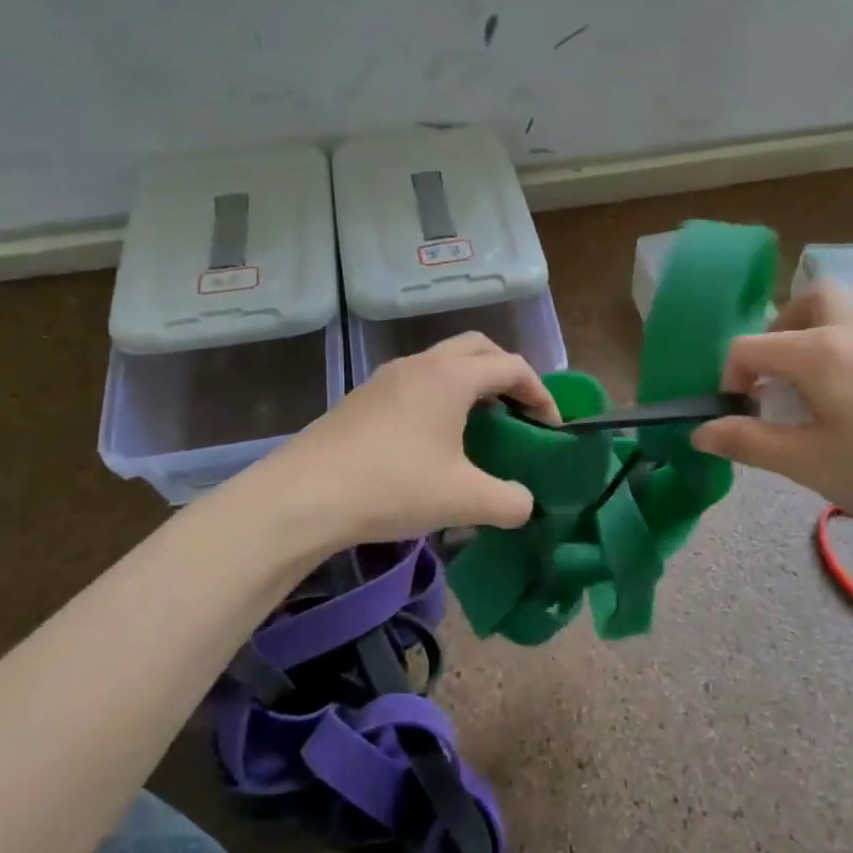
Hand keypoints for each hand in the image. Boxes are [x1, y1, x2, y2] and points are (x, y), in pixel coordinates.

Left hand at [263, 332, 558, 547]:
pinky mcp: (363, 398)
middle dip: (506, 373)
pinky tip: (434, 440)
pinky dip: (440, 396)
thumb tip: (526, 504)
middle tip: (518, 410)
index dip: (541, 394)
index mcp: (452, 376)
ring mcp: (386, 378)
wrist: (301, 498)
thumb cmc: (392, 487)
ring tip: (480, 426)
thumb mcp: (464, 500)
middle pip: (478, 348)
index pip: (512, 366)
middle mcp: (421, 364)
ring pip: (443, 362)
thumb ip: (510, 502)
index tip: (551, 428)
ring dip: (471, 383)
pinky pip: (416, 382)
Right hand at [690, 283, 852, 561]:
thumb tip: (699, 432)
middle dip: (777, 333)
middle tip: (771, 380)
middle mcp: (850, 331)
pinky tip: (840, 410)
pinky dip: (834, 359)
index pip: (749, 346)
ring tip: (802, 399)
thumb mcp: (806, 462)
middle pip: (807, 300)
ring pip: (835, 318)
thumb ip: (748, 441)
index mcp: (817, 349)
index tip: (737, 418)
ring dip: (807, 344)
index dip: (730, 380)